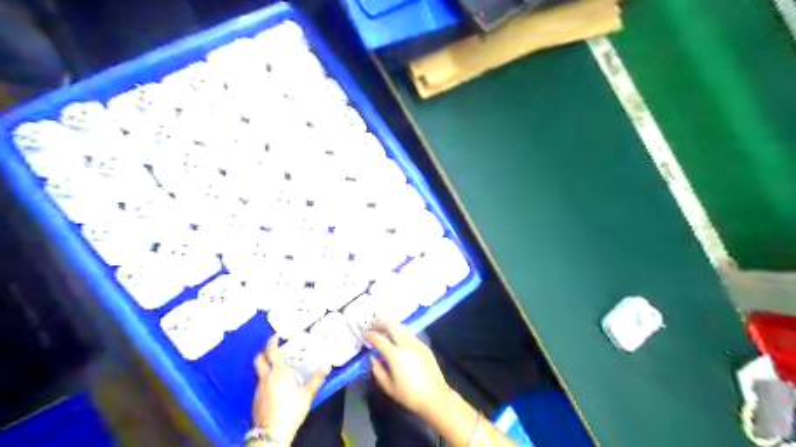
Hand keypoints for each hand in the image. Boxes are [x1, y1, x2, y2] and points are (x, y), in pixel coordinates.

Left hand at [251, 333, 326, 440]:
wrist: (272, 432)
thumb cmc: (291, 409)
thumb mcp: (307, 394)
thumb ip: (317, 379)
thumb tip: (327, 366)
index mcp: (278, 372)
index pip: (271, 351)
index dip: (272, 341)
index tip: (276, 335)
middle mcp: (266, 377)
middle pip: (259, 359)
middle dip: (264, 351)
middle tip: (273, 348)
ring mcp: (259, 388)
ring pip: (259, 371)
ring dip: (266, 366)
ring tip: (278, 367)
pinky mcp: (256, 399)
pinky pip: (260, 383)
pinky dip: (266, 379)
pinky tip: (276, 385)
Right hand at [363, 319, 449, 416]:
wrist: (434, 396)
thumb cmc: (409, 395)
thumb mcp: (388, 386)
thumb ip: (377, 370)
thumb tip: (372, 357)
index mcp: (394, 354)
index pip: (378, 338)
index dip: (369, 334)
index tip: (363, 333)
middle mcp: (405, 344)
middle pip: (391, 326)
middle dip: (380, 322)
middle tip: (372, 323)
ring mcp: (416, 343)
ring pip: (401, 328)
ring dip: (391, 325)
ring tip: (383, 326)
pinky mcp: (424, 346)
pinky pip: (409, 333)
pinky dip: (400, 331)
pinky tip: (398, 334)